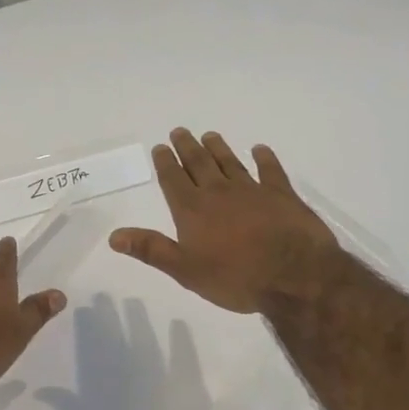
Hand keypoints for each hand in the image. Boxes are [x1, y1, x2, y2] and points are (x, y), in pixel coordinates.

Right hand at [110, 128, 353, 314]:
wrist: (294, 276)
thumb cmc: (235, 278)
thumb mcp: (185, 270)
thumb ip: (151, 249)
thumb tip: (114, 236)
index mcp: (193, 210)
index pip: (173, 179)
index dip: (165, 162)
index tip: (160, 147)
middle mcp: (218, 192)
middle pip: (199, 163)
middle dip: (187, 147)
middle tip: (180, 131)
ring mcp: (252, 190)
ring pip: (230, 162)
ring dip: (218, 148)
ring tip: (210, 135)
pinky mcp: (282, 194)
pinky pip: (271, 171)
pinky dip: (264, 158)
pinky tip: (260, 150)